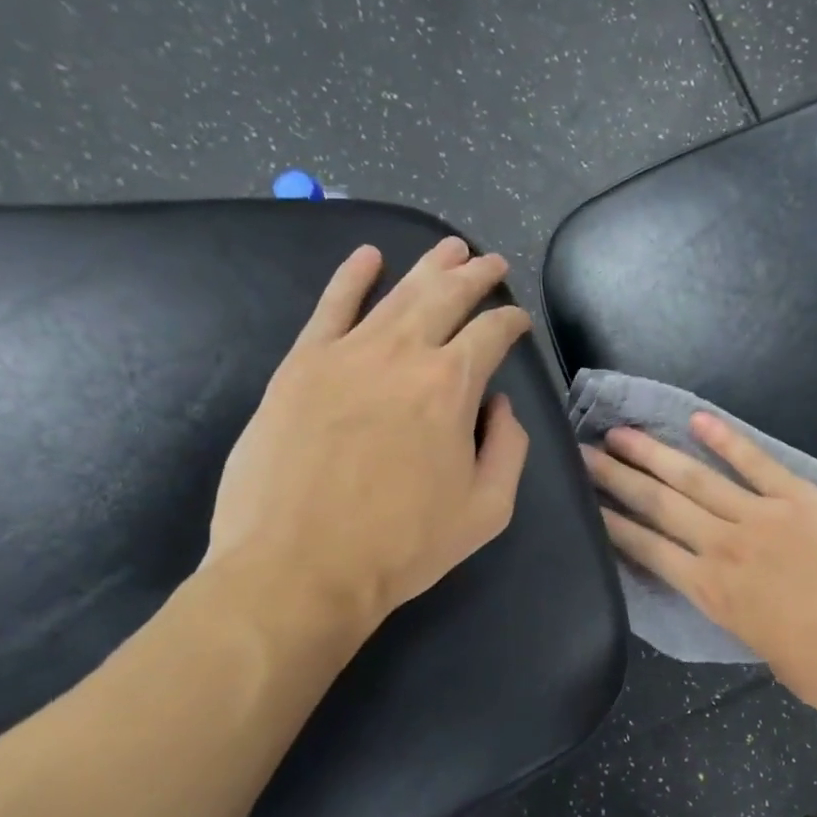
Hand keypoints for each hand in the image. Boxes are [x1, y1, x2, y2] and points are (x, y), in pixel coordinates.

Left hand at [206, 236, 532, 635]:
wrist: (299, 568)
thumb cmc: (402, 545)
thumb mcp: (488, 510)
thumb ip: (508, 448)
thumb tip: (500, 405)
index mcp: (451, 387)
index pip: (491, 334)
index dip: (511, 322)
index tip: (518, 322)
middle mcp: (401, 354)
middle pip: (446, 297)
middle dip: (476, 275)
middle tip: (491, 262)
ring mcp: (345, 353)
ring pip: (396, 293)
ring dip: (429, 267)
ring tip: (450, 248)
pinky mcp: (300, 365)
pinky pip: (329, 306)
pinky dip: (350, 277)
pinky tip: (367, 256)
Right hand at [581, 414, 816, 717]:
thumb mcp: (762, 650)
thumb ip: (740, 615)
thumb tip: (736, 597)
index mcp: (711, 592)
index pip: (647, 549)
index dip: (613, 524)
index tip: (586, 503)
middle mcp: (722, 547)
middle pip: (658, 505)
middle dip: (616, 479)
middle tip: (584, 454)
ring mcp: (759, 516)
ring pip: (694, 478)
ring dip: (654, 453)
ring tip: (621, 433)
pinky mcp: (797, 498)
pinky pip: (755, 462)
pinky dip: (726, 440)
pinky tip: (698, 420)